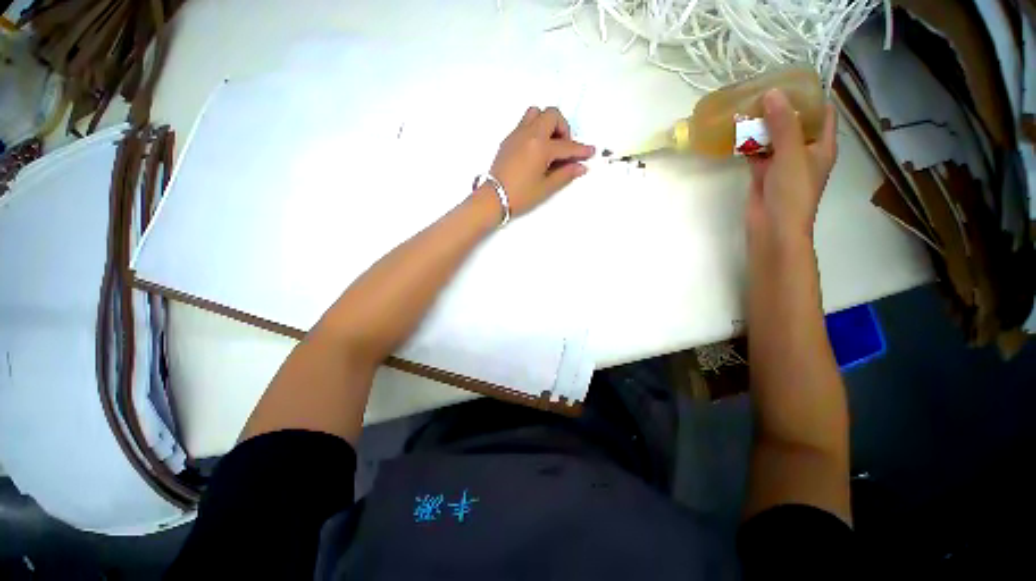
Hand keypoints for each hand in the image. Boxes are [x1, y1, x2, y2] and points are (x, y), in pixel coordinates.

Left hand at [487, 106, 594, 215]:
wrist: (493, 198)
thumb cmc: (521, 195)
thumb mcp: (546, 188)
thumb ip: (565, 174)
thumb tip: (581, 167)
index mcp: (541, 147)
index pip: (566, 145)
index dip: (580, 150)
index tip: (591, 152)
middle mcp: (529, 134)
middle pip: (552, 114)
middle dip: (563, 128)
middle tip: (563, 148)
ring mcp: (517, 134)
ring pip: (535, 113)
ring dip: (547, 123)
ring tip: (549, 144)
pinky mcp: (508, 139)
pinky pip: (525, 123)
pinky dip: (535, 129)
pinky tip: (536, 150)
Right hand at [746, 90, 837, 243]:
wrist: (773, 227)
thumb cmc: (792, 192)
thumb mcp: (791, 154)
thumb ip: (783, 124)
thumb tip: (772, 92)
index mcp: (820, 144)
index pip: (822, 112)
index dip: (811, 95)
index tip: (792, 80)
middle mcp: (803, 151)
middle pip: (795, 122)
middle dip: (781, 107)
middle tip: (762, 89)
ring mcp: (782, 163)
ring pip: (773, 137)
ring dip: (761, 125)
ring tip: (747, 106)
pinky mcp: (763, 173)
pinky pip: (757, 152)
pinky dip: (748, 143)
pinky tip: (736, 132)